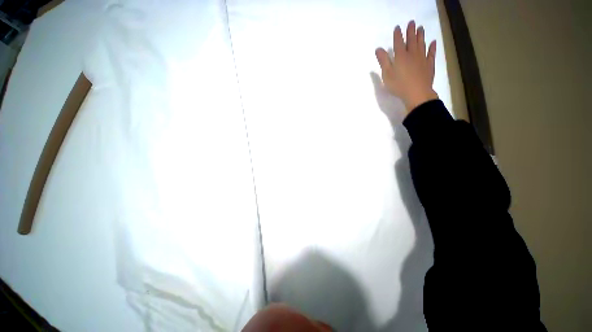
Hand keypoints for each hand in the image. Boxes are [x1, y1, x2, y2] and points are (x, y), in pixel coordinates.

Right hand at [375, 21, 438, 113]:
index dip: (397, 33)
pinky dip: (432, 48)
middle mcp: (412, 54)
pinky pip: (431, 54)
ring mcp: (422, 59)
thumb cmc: (401, 86)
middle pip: (411, 39)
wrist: (419, 96)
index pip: (398, 41)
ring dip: (421, 35)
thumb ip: (383, 60)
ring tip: (421, 28)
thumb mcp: (387, 74)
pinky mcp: (429, 66)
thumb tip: (379, 48)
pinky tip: (433, 42)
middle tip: (412, 22)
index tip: (398, 27)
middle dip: (411, 30)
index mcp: (400, 55)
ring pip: (421, 44)